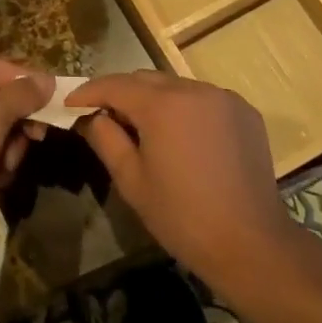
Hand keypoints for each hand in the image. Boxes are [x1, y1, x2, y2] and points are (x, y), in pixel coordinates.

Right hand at [67, 72, 292, 285]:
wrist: (251, 243)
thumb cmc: (182, 216)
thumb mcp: (132, 181)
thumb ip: (106, 139)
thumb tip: (90, 117)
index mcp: (163, 105)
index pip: (115, 84)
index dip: (88, 91)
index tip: (69, 103)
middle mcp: (194, 89)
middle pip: (146, 79)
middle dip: (121, 93)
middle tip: (103, 117)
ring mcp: (224, 98)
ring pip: (176, 86)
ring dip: (154, 100)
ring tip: (143, 129)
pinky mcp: (245, 112)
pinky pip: (203, 99)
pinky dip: (185, 109)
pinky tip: (182, 137)